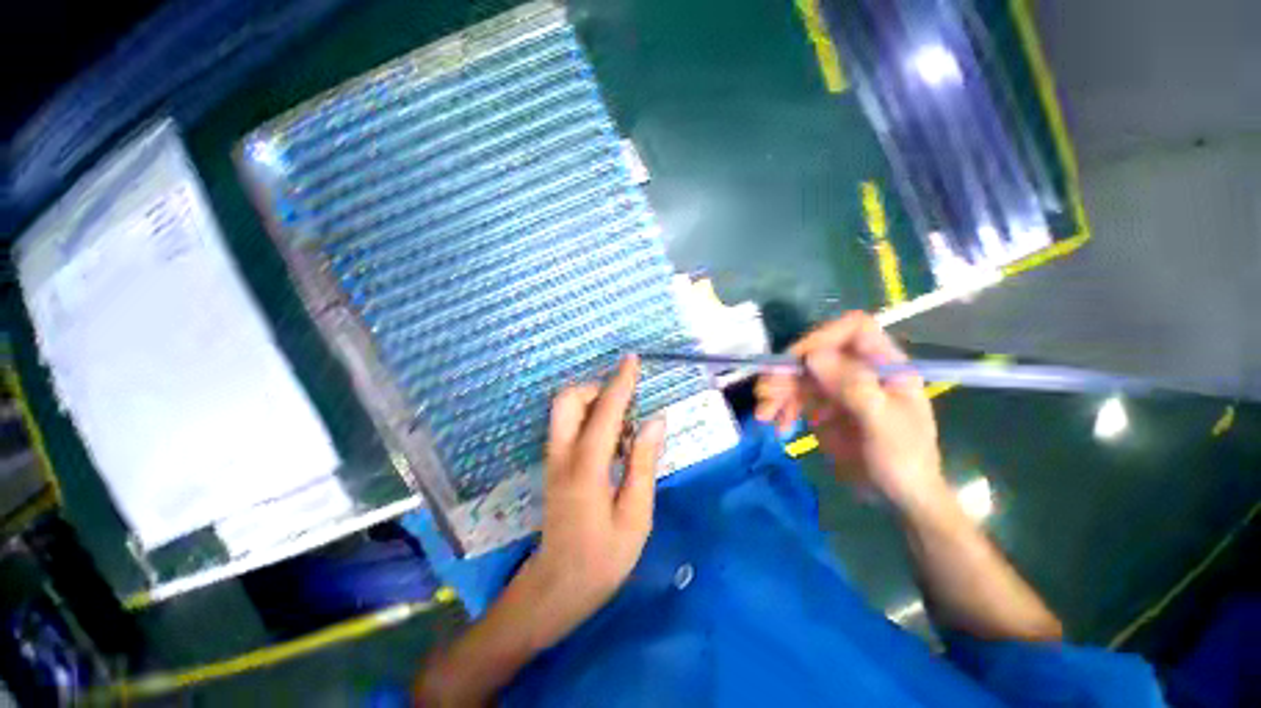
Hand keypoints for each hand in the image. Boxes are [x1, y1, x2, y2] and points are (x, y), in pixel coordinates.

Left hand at [524, 355, 665, 648]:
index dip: (620, 382)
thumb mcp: (636, 515)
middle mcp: (562, 455)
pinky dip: (588, 416)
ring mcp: (553, 459)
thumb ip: (643, 462)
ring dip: (592, 400)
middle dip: (596, 388)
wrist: (557, 587)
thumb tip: (656, 419)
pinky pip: (567, 424)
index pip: (605, 412)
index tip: (631, 360)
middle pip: (567, 400)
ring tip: (623, 421)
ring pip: (563, 410)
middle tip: (626, 402)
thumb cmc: (603, 557)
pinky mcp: (553, 465)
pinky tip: (610, 438)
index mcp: (586, 468)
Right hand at [755, 312, 947, 513]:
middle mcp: (857, 370)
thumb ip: (853, 387)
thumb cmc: (903, 459)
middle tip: (766, 393)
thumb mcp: (882, 423)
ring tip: (764, 414)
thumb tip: (813, 357)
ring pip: (799, 375)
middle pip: (815, 353)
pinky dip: (781, 408)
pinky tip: (777, 426)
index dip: (824, 336)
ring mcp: (837, 388)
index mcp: (883, 365)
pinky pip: (794, 397)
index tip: (799, 360)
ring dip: (777, 391)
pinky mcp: (821, 406)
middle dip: (787, 372)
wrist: (897, 497)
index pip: (853, 329)